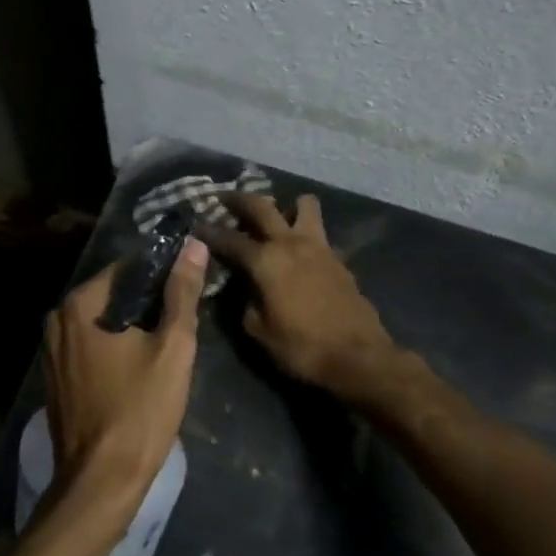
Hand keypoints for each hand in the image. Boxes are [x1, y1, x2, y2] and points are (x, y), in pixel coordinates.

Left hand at [42, 237, 208, 512]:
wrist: (101, 482)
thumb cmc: (140, 410)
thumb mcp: (172, 347)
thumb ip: (182, 293)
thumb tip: (193, 246)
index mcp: (79, 305)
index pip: (126, 267)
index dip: (160, 271)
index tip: (187, 281)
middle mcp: (57, 321)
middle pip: (111, 294)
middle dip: (146, 300)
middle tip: (182, 314)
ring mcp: (51, 353)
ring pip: (100, 323)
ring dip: (131, 325)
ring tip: (167, 338)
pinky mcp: (56, 380)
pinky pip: (90, 347)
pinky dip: (114, 347)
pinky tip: (140, 364)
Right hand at [199, 193, 398, 396]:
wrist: (359, 357)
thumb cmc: (302, 347)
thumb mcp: (259, 331)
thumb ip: (245, 302)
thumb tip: (243, 287)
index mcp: (266, 260)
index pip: (229, 239)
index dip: (209, 232)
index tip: (196, 225)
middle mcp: (290, 243)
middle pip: (261, 206)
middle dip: (239, 199)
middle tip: (224, 198)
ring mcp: (319, 246)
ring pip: (304, 205)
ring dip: (287, 205)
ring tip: (277, 216)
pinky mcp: (338, 258)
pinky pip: (318, 232)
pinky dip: (305, 232)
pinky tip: (299, 250)